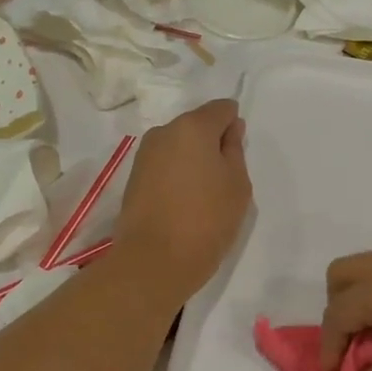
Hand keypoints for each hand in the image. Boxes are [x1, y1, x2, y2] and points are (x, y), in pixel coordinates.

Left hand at [112, 100, 251, 299]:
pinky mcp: (134, 177)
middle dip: (212, 143)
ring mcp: (145, 154)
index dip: (234, 128)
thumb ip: (235, 150)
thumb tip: (230, 129)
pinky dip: (177, 175)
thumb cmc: (207, 220)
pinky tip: (184, 203)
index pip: (222, 109)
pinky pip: (165, 164)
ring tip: (203, 196)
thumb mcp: (237, 184)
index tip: (238, 157)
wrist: (154, 261)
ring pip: (179, 146)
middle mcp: (164, 131)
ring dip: (193, 160)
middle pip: (197, 125)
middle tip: (224, 180)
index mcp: (193, 126)